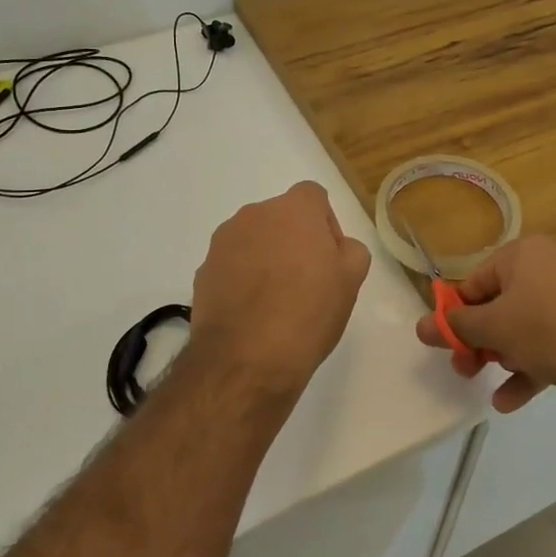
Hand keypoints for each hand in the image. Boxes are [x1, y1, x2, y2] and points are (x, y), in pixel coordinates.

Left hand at [190, 181, 372, 391]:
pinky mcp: (203, 271)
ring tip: (276, 303)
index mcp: (294, 209)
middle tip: (307, 282)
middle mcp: (254, 215)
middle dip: (294, 241)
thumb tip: (334, 248)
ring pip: (254, 241)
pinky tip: (252, 314)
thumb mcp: (351, 280)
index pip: (313, 197)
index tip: (329, 258)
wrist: (245, 359)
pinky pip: (232, 266)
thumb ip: (350, 250)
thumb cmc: (308, 313)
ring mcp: (223, 242)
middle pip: (281, 218)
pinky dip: (242, 280)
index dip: (325, 224)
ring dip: (266, 259)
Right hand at [416, 235, 555, 412]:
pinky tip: (510, 401)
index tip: (446, 346)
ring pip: (524, 328)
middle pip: (499, 305)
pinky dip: (529, 368)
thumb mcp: (493, 327)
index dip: (456, 316)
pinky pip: (549, 343)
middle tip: (465, 369)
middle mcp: (549, 267)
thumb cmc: (546, 328)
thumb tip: (420, 326)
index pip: (475, 282)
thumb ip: (456, 327)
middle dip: (479, 341)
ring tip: (489, 384)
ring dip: (502, 357)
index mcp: (523, 253)